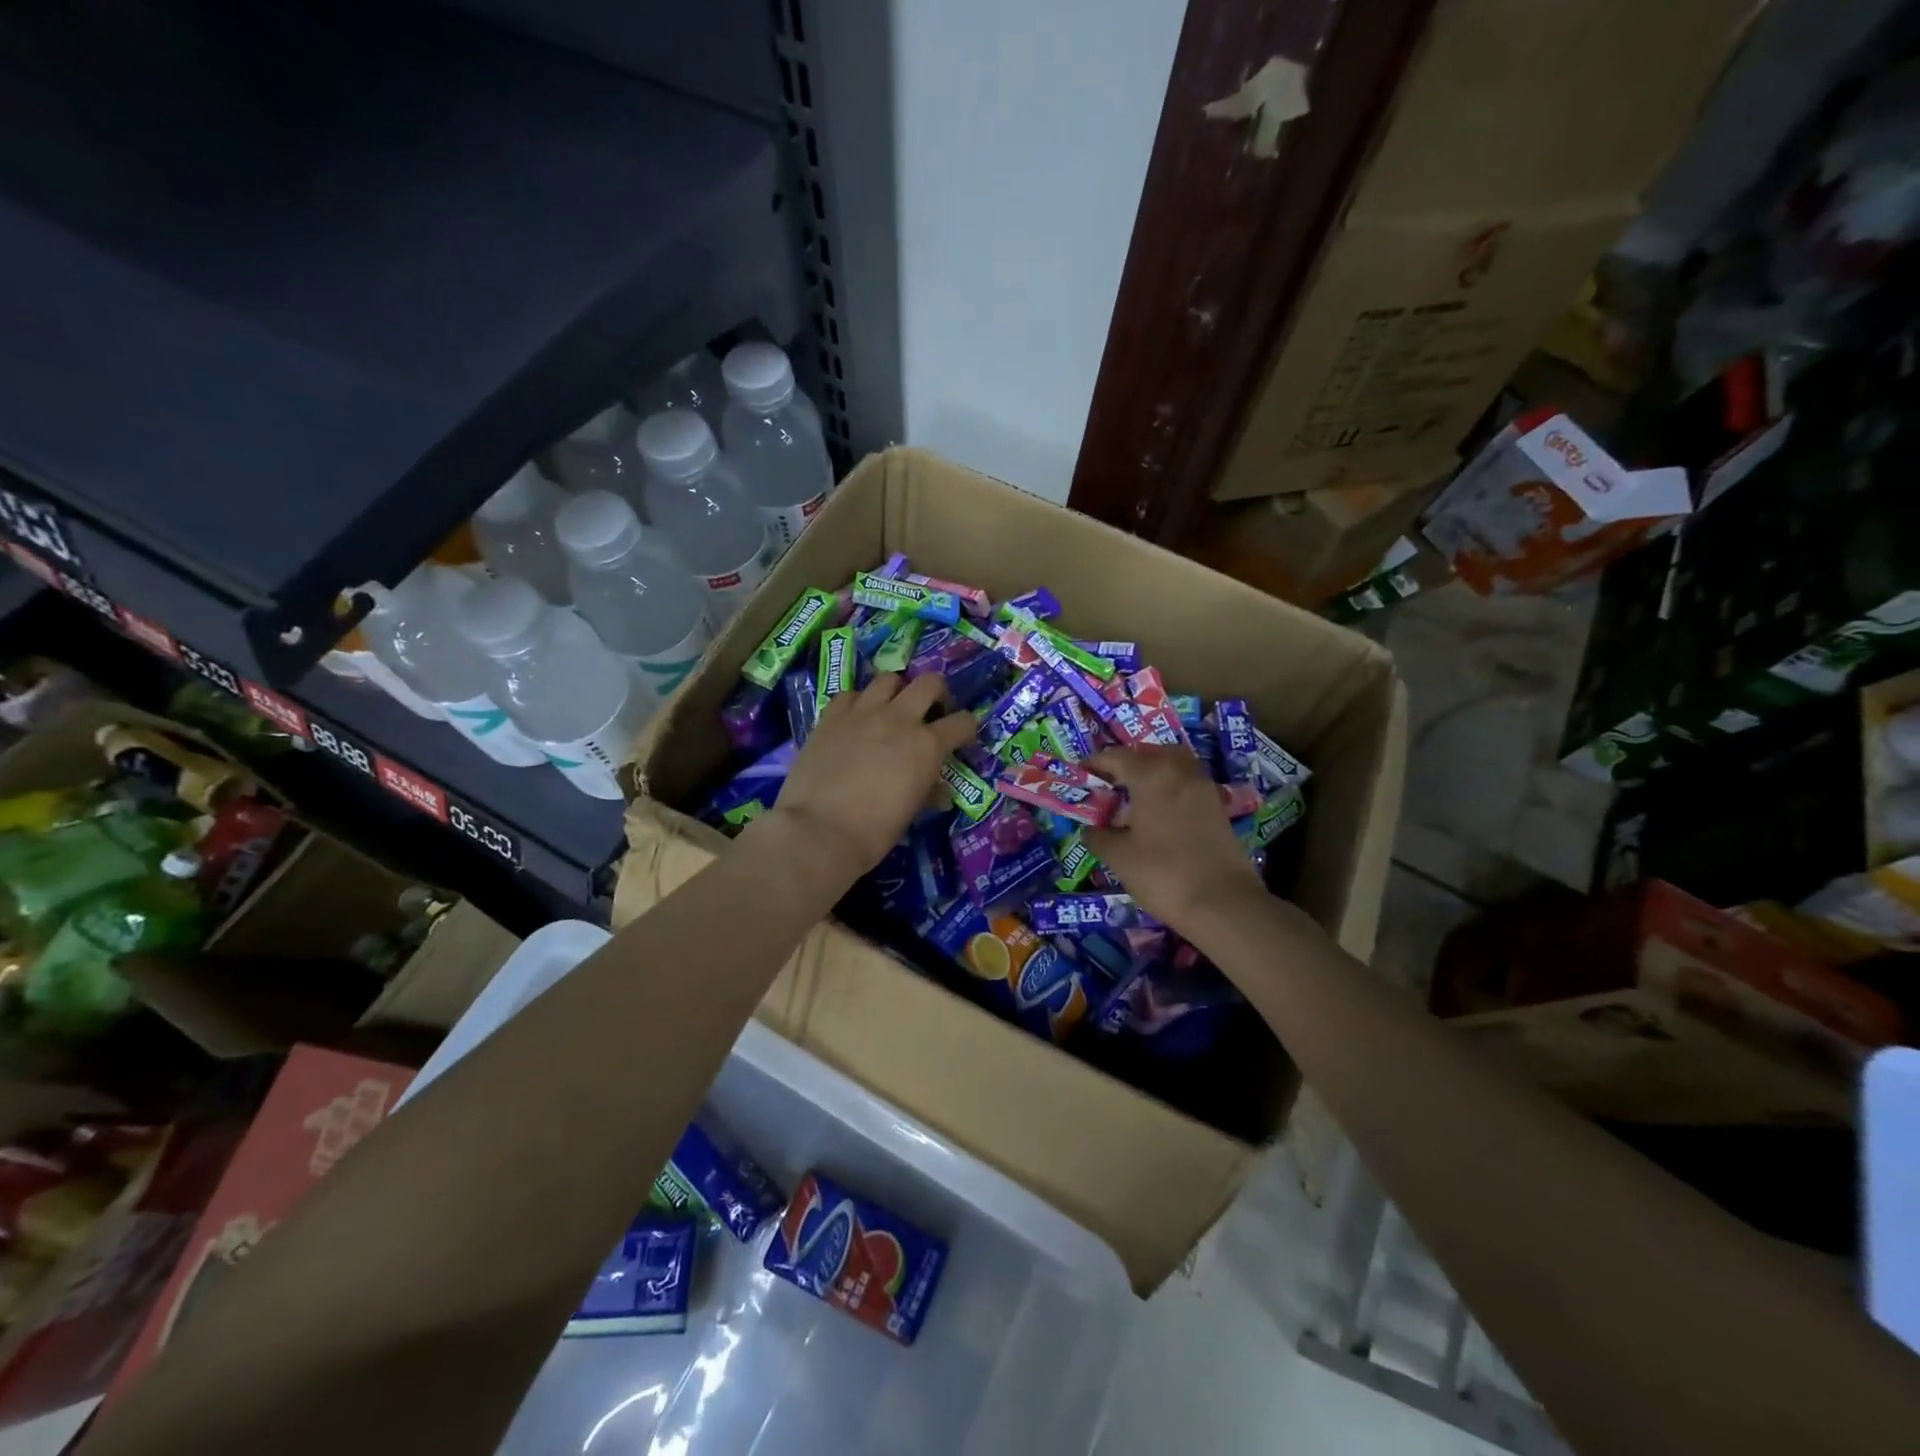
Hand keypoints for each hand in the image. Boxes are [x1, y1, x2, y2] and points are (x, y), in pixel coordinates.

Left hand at [765, 672, 977, 881]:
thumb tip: (939, 792)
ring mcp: (863, 712)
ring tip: (890, 711)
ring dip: (896, 692)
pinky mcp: (831, 715)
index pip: (963, 722)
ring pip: (889, 679)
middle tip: (930, 714)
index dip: (966, 729)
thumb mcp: (911, 813)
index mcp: (927, 745)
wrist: (819, 830)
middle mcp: (899, 718)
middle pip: (929, 682)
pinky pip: (851, 694)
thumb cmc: (874, 831)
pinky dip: (859, 703)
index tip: (961, 739)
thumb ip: (928, 792)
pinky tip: (855, 720)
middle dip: (937, 695)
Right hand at [1085, 747, 1262, 929]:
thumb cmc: (1163, 874)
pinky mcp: (1217, 806)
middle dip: (1126, 763)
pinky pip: (1187, 783)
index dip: (1094, 764)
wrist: (1223, 903)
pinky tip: (1158, 813)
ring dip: (1152, 772)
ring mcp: (1203, 787)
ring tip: (1133, 796)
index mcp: (1151, 775)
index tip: (1079, 774)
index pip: (1116, 757)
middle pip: (1148, 754)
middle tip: (1108, 783)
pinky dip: (1170, 787)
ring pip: (1172, 765)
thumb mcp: (1119, 857)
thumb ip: (1098, 836)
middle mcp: (1179, 771)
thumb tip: (1090, 828)